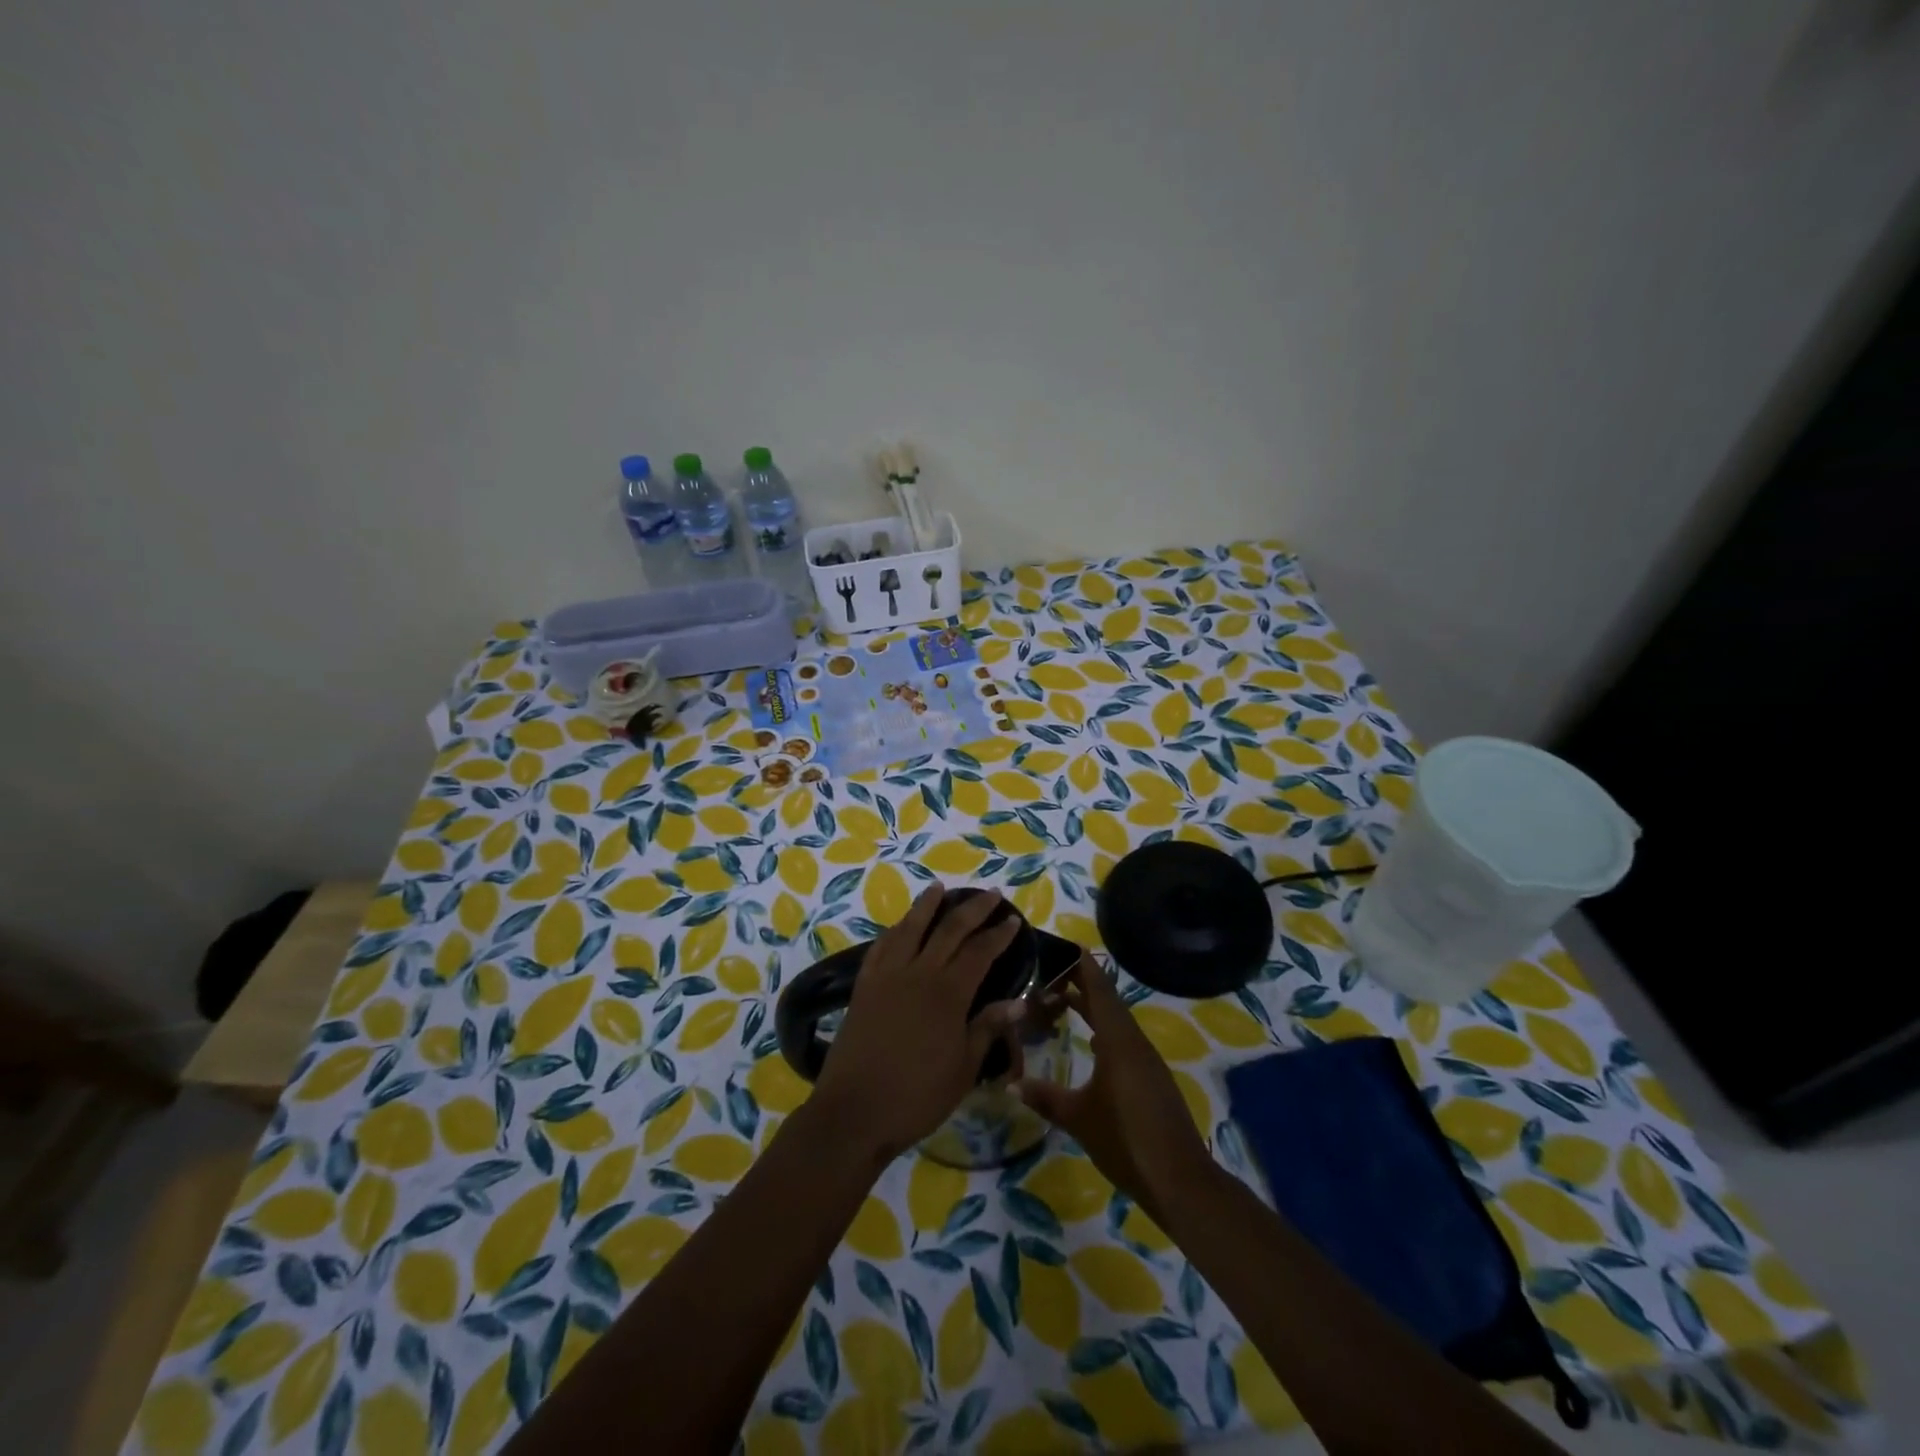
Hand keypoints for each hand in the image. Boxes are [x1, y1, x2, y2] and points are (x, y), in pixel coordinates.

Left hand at [811, 884, 1022, 1161]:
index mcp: (948, 993)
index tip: (1013, 919)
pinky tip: (900, 925)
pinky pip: (881, 946)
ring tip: (939, 888)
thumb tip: (1019, 1002)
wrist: (854, 1112)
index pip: (979, 951)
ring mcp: (887, 976)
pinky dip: (894, 930)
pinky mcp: (864, 986)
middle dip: (973, 909)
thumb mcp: (964, 1069)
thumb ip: (988, 1028)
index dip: (998, 934)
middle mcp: (919, 973)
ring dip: (927, 905)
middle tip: (990, 894)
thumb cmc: (917, 1096)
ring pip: (910, 927)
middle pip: (949, 929)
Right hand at [1014, 952, 1210, 1214]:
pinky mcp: (1152, 1079)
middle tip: (1053, 970)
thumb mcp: (1078, 1118)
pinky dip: (1104, 1031)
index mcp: (1118, 1041)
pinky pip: (1124, 1041)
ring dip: (1093, 1008)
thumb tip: (1011, 1082)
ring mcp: (1147, 1061)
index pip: (1099, 990)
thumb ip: (1045, 1097)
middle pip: (1108, 1002)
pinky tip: (1091, 1042)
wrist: (1179, 1181)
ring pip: (1117, 1022)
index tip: (1066, 945)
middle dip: (1083, 984)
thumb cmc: (1125, 1140)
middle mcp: (1134, 1042)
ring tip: (1064, 999)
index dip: (1083, 967)